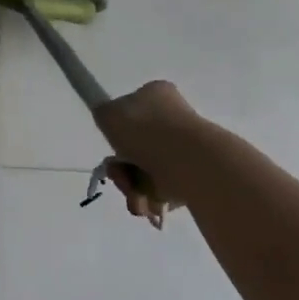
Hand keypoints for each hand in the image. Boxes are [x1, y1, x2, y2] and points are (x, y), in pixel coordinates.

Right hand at [94, 81, 202, 223]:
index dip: (116, 133)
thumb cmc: (146, 132)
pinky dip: (153, 198)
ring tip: (136, 199)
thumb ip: (103, 114)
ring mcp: (186, 146)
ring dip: (134, 187)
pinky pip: (166, 187)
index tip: (112, 150)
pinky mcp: (195, 173)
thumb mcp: (108, 114)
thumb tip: (110, 120)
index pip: (131, 111)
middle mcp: (174, 117)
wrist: (189, 161)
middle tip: (119, 178)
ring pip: (148, 170)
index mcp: (157, 95)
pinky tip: (150, 204)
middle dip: (123, 169)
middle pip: (136, 146)